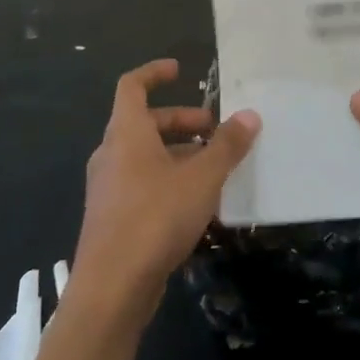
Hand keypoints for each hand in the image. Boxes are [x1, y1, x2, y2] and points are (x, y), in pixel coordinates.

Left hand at [71, 60, 258, 331]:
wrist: (112, 289)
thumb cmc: (155, 218)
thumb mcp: (202, 178)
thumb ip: (227, 145)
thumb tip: (249, 115)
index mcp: (126, 133)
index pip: (132, 86)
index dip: (155, 72)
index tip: (180, 70)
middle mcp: (112, 154)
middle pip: (146, 123)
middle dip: (183, 121)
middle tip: (216, 132)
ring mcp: (109, 187)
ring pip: (146, 156)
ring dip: (180, 154)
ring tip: (216, 168)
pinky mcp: (113, 217)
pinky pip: (144, 183)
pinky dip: (170, 180)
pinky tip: (199, 203)